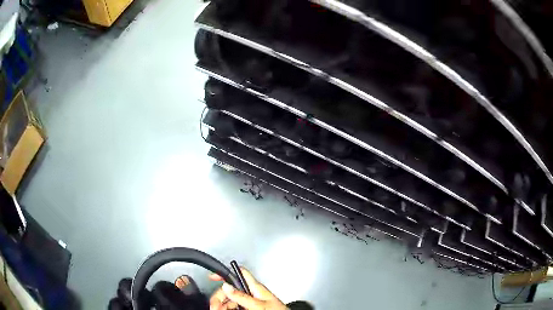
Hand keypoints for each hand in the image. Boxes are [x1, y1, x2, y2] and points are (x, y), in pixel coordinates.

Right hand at [209, 267, 288, 309]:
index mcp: (256, 287)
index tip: (212, 277)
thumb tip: (226, 286)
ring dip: (222, 304)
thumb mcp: (258, 305)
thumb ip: (242, 296)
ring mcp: (251, 300)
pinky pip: (235, 306)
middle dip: (220, 296)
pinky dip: (228, 308)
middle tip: (214, 306)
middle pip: (230, 289)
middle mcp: (252, 292)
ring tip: (218, 309)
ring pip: (231, 299)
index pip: (239, 273)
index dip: (225, 272)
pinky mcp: (251, 307)